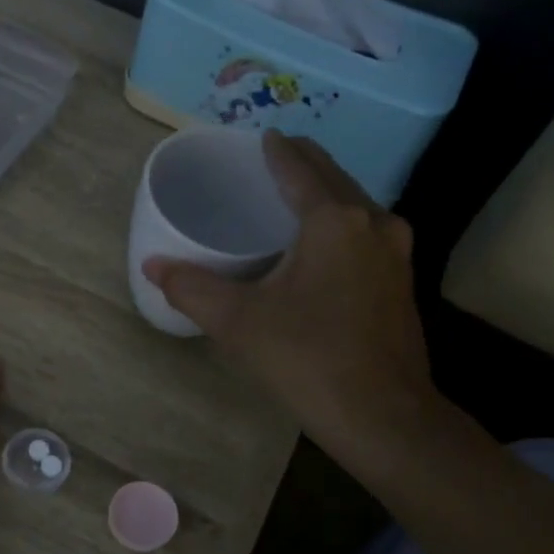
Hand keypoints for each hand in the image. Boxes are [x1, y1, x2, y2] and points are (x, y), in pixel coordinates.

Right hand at [142, 132, 439, 466]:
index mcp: (333, 220)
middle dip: (302, 166)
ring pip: (355, 205)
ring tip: (292, 199)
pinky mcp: (402, 282)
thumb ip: (192, 287)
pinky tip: (321, 246)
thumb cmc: (307, 359)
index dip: (276, 150)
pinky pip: (366, 233)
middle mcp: (373, 223)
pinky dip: (340, 224)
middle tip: (269, 164)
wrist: (383, 416)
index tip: (261, 137)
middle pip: (333, 178)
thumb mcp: (238, 322)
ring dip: (325, 195)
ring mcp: (396, 253)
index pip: (299, 167)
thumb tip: (152, 264)